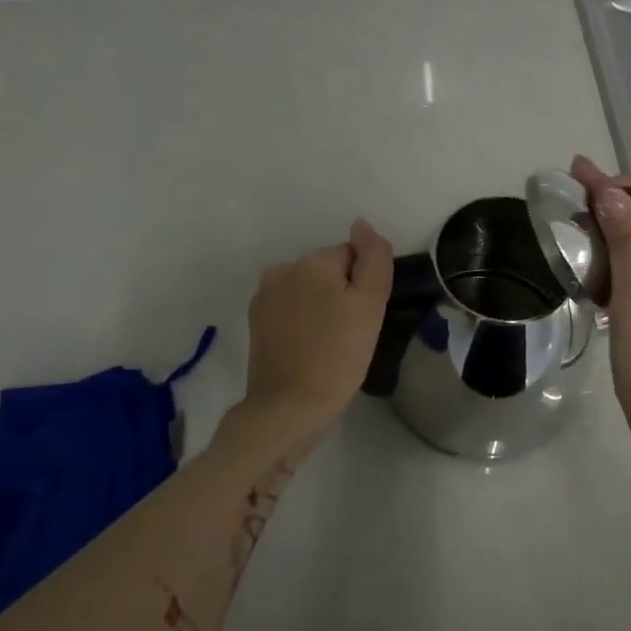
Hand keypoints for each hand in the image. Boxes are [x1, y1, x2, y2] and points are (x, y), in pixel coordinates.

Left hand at [241, 219, 394, 441]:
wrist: (289, 407)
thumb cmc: (338, 356)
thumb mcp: (370, 304)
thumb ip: (373, 258)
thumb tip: (362, 224)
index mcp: (312, 261)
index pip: (352, 256)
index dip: (364, 286)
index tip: (364, 318)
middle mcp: (282, 269)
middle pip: (328, 271)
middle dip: (341, 295)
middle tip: (351, 334)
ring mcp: (264, 296)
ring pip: (309, 291)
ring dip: (322, 308)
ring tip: (330, 344)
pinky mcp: (256, 322)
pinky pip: (291, 310)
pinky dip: (303, 323)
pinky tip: (310, 349)